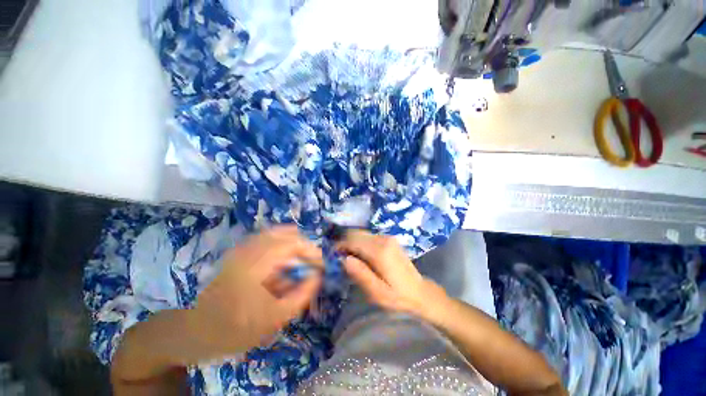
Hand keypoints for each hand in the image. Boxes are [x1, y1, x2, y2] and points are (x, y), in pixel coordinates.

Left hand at [187, 226, 323, 359]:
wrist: (192, 331)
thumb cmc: (233, 329)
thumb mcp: (273, 319)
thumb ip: (301, 295)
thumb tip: (318, 276)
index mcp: (257, 263)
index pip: (293, 244)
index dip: (312, 251)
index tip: (322, 264)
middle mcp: (250, 248)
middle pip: (286, 234)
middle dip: (304, 246)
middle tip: (312, 262)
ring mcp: (242, 247)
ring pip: (276, 233)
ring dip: (293, 244)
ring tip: (301, 259)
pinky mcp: (239, 251)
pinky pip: (266, 238)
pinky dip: (280, 244)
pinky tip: (283, 259)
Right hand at [336, 230, 447, 318]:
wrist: (421, 294)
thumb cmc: (399, 298)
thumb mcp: (378, 293)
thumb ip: (361, 275)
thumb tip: (344, 259)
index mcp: (380, 251)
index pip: (353, 240)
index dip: (340, 246)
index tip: (332, 256)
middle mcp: (383, 239)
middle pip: (356, 233)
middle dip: (345, 243)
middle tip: (339, 259)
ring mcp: (387, 238)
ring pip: (362, 233)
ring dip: (352, 243)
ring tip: (349, 259)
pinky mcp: (389, 240)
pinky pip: (369, 237)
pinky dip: (361, 243)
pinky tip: (361, 257)